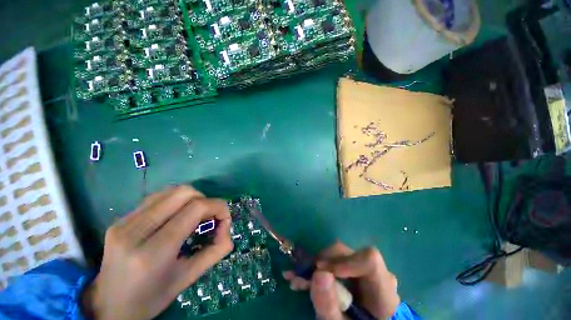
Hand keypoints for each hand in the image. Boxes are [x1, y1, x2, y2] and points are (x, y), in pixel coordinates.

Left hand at [82, 185, 232, 319]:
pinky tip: (178, 215)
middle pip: (184, 193)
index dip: (217, 207)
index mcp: (153, 252)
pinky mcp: (120, 219)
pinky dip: (176, 201)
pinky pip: (157, 197)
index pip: (195, 209)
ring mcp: (124, 222)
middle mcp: (135, 231)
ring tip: (196, 215)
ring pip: (171, 191)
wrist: (107, 306)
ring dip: (192, 198)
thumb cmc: (151, 298)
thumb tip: (228, 228)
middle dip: (206, 200)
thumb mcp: (188, 279)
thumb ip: (215, 251)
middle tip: (210, 217)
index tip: (225, 218)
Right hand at [283, 242, 399, 319]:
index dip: (344, 261)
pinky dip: (318, 268)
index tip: (320, 271)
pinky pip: (336, 260)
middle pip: (348, 254)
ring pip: (338, 255)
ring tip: (298, 281)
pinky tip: (304, 280)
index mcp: (383, 292)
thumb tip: (318, 273)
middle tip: (301, 277)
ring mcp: (364, 269)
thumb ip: (330, 306)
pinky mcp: (353, 268)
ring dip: (316, 265)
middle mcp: (376, 274)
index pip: (369, 261)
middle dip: (322, 262)